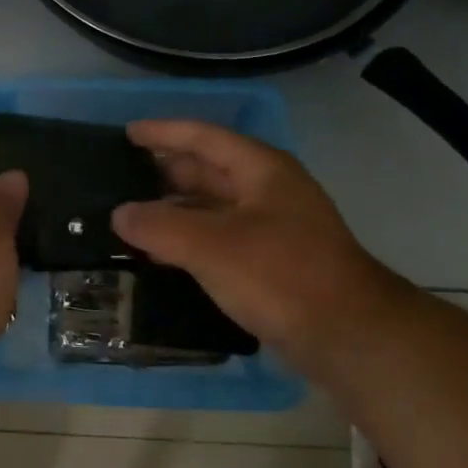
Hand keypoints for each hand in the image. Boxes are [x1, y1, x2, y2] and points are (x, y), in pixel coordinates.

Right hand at [111, 120, 398, 363]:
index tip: (127, 134)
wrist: (347, 335)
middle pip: (208, 171)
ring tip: (130, 219)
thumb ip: (160, 226)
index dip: (164, 133)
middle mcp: (268, 192)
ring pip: (212, 209)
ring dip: (174, 212)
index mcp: (261, 170)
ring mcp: (272, 229)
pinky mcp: (271, 264)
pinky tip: (159, 256)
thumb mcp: (211, 245)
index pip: (204, 138)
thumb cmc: (280, 275)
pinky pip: (219, 241)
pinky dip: (188, 243)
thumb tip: (121, 214)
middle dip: (165, 173)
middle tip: (120, 178)